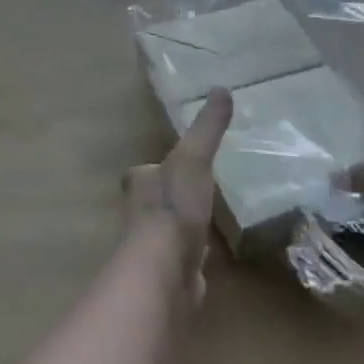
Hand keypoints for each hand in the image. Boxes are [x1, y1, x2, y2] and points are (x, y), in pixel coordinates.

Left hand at [124, 87, 232, 301]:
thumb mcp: (193, 158)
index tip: (172, 163)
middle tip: (193, 191)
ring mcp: (154, 248)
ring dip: (182, 226)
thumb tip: (222, 88)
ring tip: (206, 219)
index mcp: (140, 185)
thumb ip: (207, 128)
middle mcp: (140, 216)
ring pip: (168, 231)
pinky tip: (211, 254)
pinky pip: (185, 259)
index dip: (153, 168)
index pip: (142, 173)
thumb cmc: (173, 206)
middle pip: (153, 202)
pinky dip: (195, 255)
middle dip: (169, 198)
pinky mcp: (171, 275)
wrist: (166, 270)